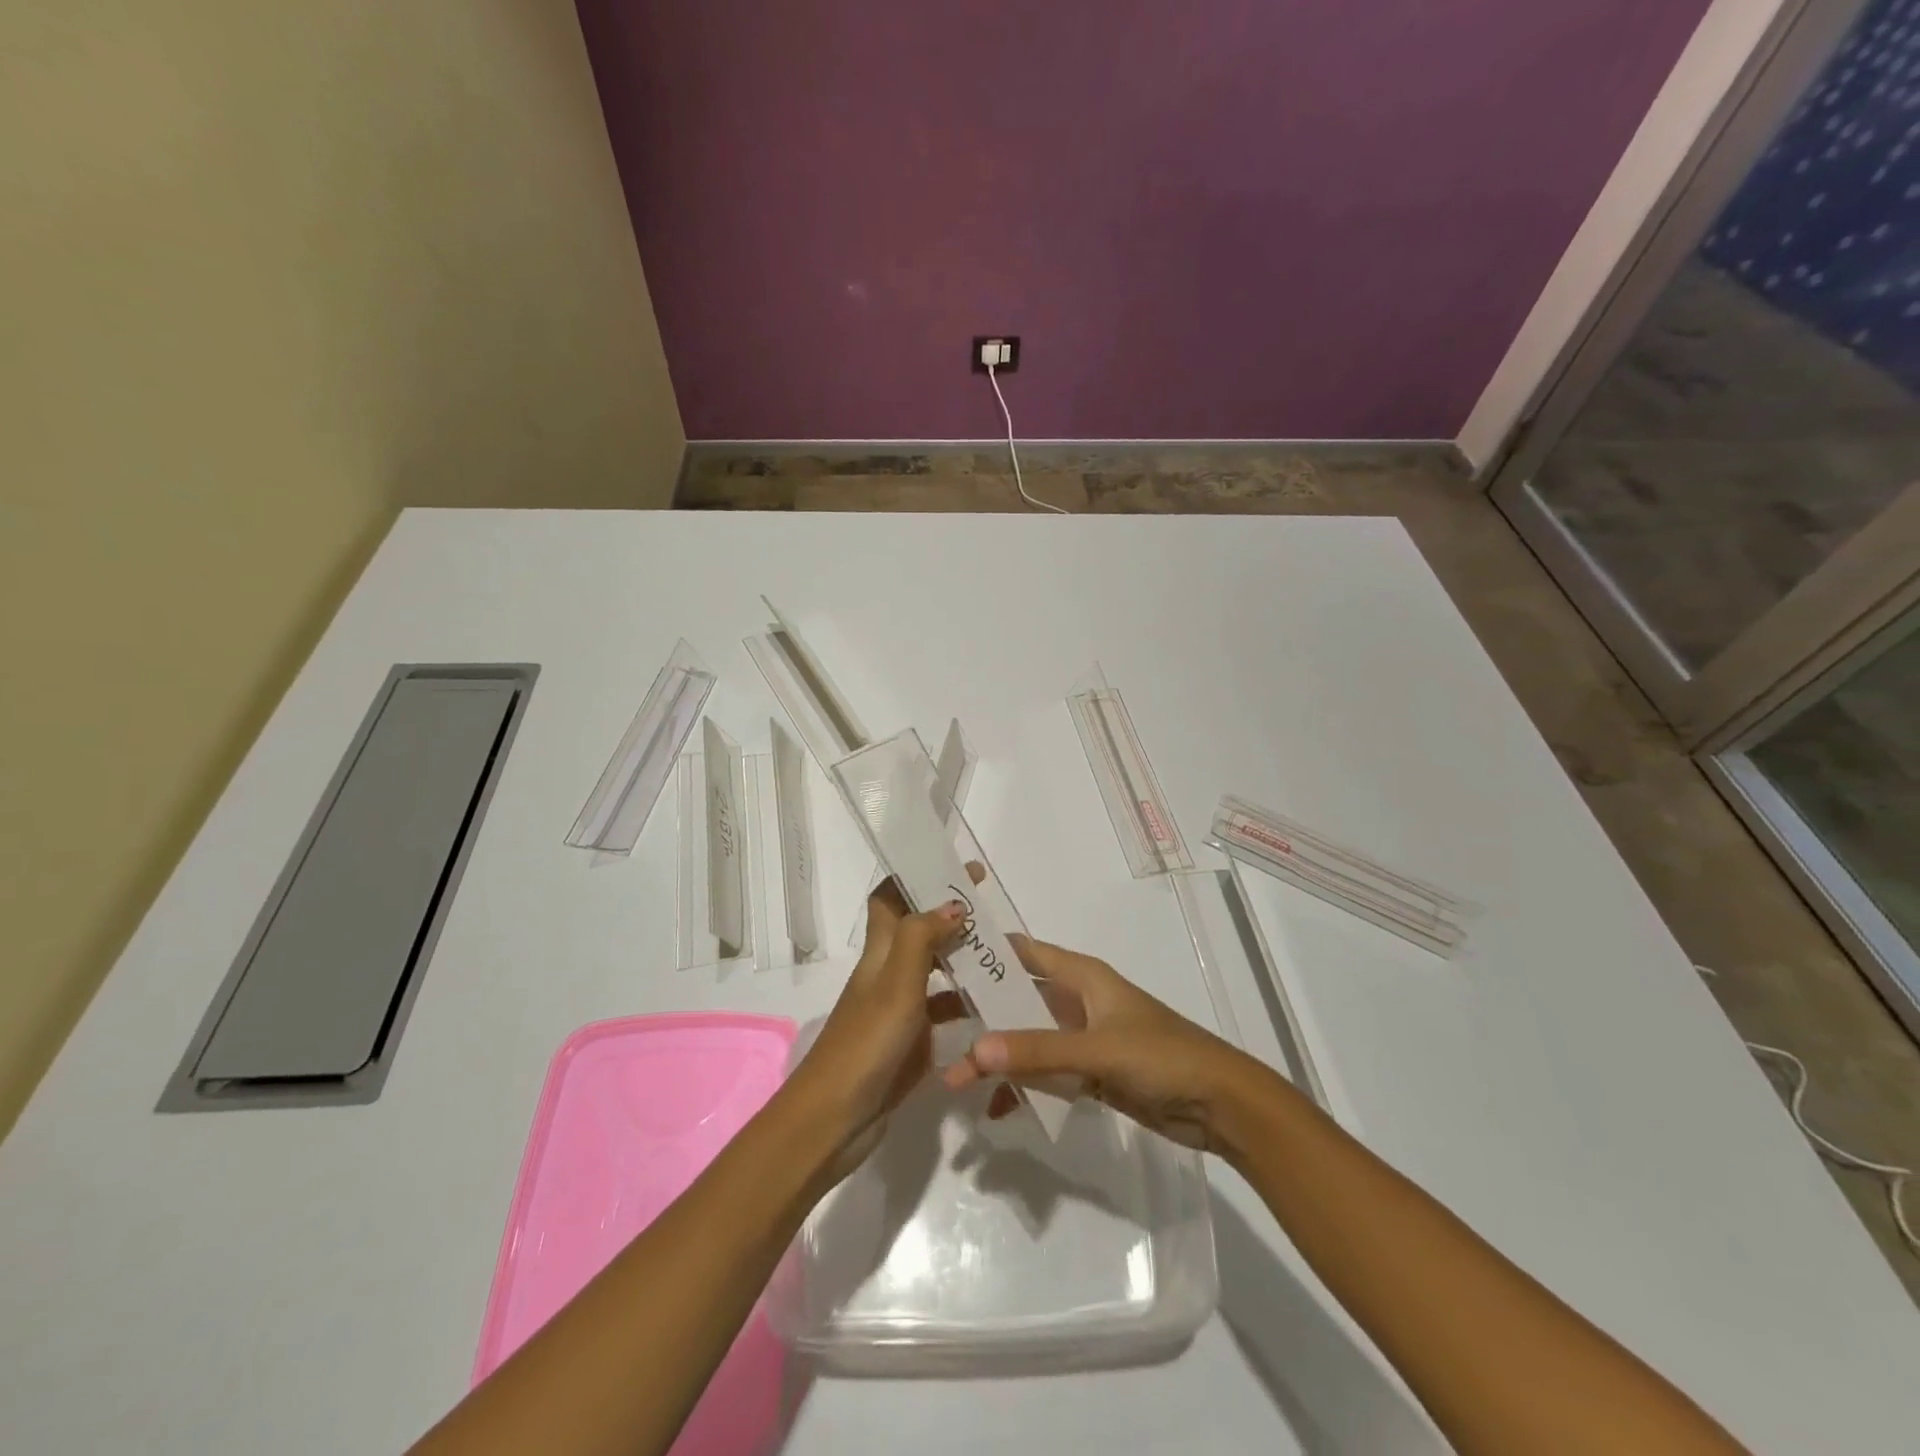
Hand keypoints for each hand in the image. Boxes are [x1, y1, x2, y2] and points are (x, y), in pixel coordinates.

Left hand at [782, 881, 968, 1180]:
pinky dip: (965, 1003)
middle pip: (917, 930)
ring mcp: (899, 1009)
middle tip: (992, 909)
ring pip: (934, 970)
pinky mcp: (911, 1041)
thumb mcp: (896, 984)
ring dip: (962, 957)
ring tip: (1004, 951)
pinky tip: (994, 1005)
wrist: (836, 1118)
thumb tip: (952, 903)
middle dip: (949, 914)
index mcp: (880, 952)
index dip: (914, 877)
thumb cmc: (866, 1043)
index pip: (889, 898)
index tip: (953, 865)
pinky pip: (943, 1011)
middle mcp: (888, 973)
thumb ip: (922, 939)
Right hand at [943, 938, 1270, 1155]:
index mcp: (1082, 976)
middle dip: (982, 1014)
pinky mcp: (1092, 1073)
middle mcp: (1078, 1000)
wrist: (1220, 1105)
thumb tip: (975, 1051)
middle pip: (1020, 999)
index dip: (987, 952)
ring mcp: (1084, 1038)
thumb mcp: (1097, 1049)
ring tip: (956, 1079)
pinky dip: (1024, 1086)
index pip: (1024, 952)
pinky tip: (998, 1109)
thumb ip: (1037, 1051)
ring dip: (998, 1056)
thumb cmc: (1162, 1057)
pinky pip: (1047, 1073)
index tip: (942, 958)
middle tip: (935, 1026)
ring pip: (1029, 1039)